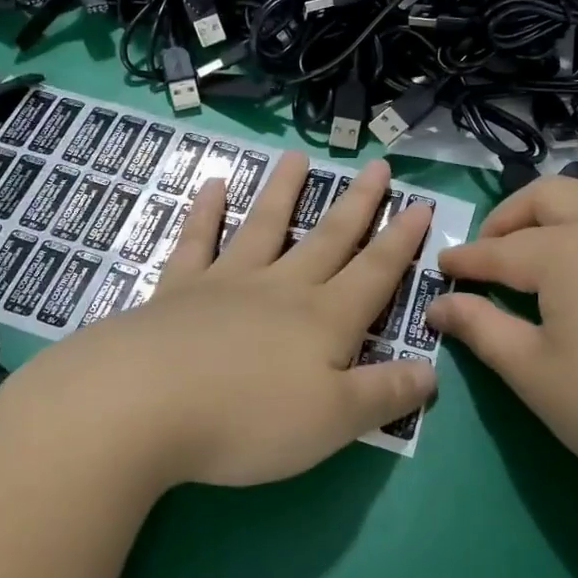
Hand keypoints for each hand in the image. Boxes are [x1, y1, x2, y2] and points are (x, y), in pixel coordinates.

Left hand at [0, 153, 434, 488]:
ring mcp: (227, 283)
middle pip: (329, 237)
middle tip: (377, 165)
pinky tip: (211, 185)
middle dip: (358, 203)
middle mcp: (281, 288)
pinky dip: (205, 212)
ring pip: (264, 225)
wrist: (143, 405)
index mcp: (324, 319)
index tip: (422, 203)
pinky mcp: (177, 290)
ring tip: (298, 156)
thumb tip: (433, 371)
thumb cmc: (248, 419)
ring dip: (284, 190)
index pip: (375, 272)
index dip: (402, 241)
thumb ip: (386, 395)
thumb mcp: (334, 421)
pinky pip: (197, 241)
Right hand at [427, 170, 577, 506]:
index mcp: (567, 252)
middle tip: (489, 254)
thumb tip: (438, 304)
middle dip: (506, 219)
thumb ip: (479, 327)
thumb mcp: (532, 373)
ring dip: (562, 203)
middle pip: (546, 197)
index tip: (442, 269)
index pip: (500, 250)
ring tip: (549, 240)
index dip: (465, 260)